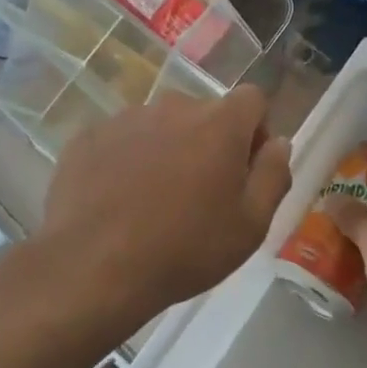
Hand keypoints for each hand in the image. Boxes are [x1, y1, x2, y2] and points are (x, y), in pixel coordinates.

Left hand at [38, 87, 292, 327]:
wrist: (95, 267)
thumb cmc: (185, 249)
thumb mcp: (251, 225)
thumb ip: (274, 175)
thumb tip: (278, 143)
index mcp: (220, 123)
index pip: (252, 100)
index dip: (256, 131)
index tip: (245, 170)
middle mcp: (173, 107)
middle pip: (204, 113)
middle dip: (209, 143)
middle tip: (200, 194)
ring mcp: (125, 119)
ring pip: (160, 125)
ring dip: (166, 150)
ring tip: (154, 200)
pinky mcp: (88, 137)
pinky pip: (121, 140)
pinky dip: (126, 160)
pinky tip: (118, 200)